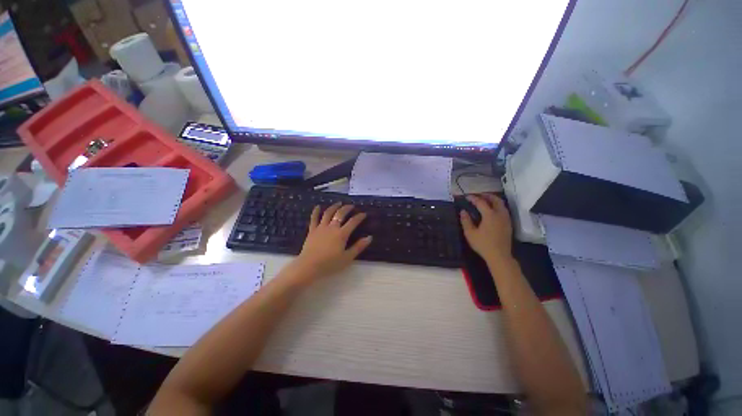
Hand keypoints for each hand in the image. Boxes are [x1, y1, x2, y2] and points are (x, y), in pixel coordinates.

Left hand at [294, 202, 371, 280]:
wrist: (309, 266)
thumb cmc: (330, 264)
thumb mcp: (347, 258)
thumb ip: (358, 247)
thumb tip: (369, 237)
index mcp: (341, 234)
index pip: (353, 222)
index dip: (359, 217)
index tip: (364, 214)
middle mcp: (332, 227)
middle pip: (340, 214)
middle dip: (347, 208)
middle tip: (351, 206)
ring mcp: (321, 227)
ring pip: (328, 213)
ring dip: (334, 206)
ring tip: (339, 203)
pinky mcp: (312, 230)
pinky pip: (314, 218)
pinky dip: (316, 211)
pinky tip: (318, 206)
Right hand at [460, 194, 512, 262]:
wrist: (499, 256)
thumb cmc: (483, 244)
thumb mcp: (470, 233)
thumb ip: (466, 221)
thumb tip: (463, 211)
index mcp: (490, 215)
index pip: (481, 202)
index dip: (473, 198)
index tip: (466, 197)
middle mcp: (500, 214)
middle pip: (495, 200)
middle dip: (486, 196)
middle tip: (478, 195)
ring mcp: (506, 219)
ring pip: (501, 204)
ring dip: (493, 200)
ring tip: (485, 201)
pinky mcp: (508, 224)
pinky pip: (504, 210)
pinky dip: (497, 206)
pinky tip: (492, 211)